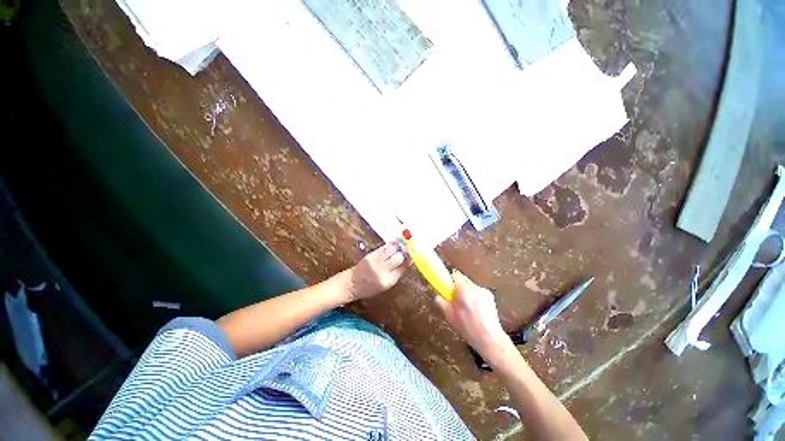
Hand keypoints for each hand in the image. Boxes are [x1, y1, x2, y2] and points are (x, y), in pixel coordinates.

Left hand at [346, 242, 407, 300]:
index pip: (403, 267)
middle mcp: (383, 271)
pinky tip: (394, 243)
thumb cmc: (370, 287)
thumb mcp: (386, 285)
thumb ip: (396, 273)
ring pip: (392, 249)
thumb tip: (408, 261)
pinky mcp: (370, 255)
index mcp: (388, 281)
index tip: (414, 254)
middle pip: (399, 256)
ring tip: (400, 245)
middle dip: (404, 252)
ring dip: (397, 247)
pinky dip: (390, 245)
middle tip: (407, 249)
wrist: (352, 283)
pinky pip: (384, 247)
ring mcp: (376, 262)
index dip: (410, 259)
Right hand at [435, 271, 515, 364]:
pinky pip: (479, 292)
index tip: (449, 289)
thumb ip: (442, 303)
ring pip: (472, 286)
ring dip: (468, 292)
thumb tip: (437, 296)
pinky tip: (477, 310)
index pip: (456, 275)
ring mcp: (484, 291)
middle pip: (464, 280)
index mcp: (463, 291)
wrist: (490, 338)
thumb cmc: (468, 328)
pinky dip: (476, 297)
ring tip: (468, 307)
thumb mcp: (450, 317)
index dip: (451, 280)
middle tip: (457, 299)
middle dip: (459, 287)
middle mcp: (474, 288)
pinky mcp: (491, 296)